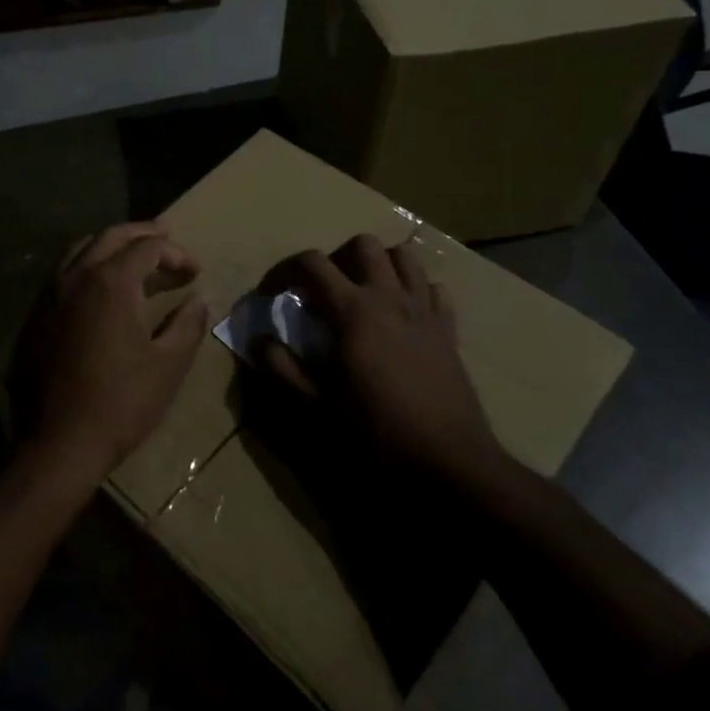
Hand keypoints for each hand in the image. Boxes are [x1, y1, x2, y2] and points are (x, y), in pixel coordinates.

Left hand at [11, 223, 209, 480]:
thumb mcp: (168, 365)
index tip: (195, 274)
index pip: (148, 247)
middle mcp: (77, 277)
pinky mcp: (36, 316)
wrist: (61, 442)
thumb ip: (187, 325)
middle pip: (111, 236)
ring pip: (80, 249)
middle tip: (166, 238)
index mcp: (111, 283)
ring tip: (132, 254)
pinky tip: (98, 286)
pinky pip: (63, 273)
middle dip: (142, 233)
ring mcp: (51, 295)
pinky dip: (86, 265)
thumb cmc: (122, 402)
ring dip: (110, 244)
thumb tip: (198, 300)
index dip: (176, 254)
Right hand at [262, 234, 506, 484]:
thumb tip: (259, 340)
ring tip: (361, 294)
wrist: (450, 465)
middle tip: (321, 292)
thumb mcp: (315, 409)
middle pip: (362, 245)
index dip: (283, 271)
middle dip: (335, 258)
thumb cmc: (377, 436)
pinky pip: (434, 289)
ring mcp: (424, 311)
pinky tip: (401, 316)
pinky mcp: (449, 331)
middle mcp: (390, 298)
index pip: (311, 263)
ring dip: (377, 264)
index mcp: (353, 312)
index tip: (271, 294)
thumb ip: (282, 369)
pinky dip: (414, 290)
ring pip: (404, 256)